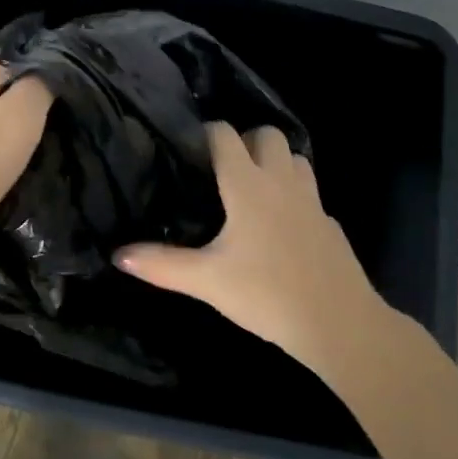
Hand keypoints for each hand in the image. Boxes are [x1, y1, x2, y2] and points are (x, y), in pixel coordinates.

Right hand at [115, 122, 393, 379]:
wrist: (340, 326)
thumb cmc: (266, 294)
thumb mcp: (206, 281)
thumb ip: (161, 265)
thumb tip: (118, 254)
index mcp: (247, 184)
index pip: (225, 135)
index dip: (206, 133)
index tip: (189, 147)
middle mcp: (281, 182)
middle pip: (268, 134)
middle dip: (246, 139)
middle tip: (224, 167)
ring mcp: (312, 201)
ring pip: (296, 158)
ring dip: (276, 161)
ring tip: (254, 187)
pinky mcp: (330, 225)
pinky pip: (311, 195)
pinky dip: (296, 197)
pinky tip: (282, 227)